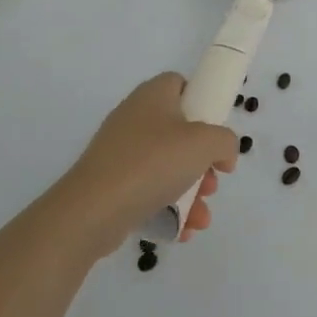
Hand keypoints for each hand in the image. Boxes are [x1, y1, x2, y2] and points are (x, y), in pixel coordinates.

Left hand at [57, 73, 238, 256]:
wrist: (92, 210)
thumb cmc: (152, 163)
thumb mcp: (204, 143)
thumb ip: (225, 141)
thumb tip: (223, 154)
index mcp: (153, 96)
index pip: (181, 84)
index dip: (203, 102)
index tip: (217, 130)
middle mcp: (135, 118)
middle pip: (180, 131)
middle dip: (203, 161)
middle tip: (213, 181)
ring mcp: (120, 152)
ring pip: (167, 166)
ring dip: (191, 191)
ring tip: (200, 216)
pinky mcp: (111, 183)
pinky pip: (149, 190)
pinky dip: (168, 207)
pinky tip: (182, 231)